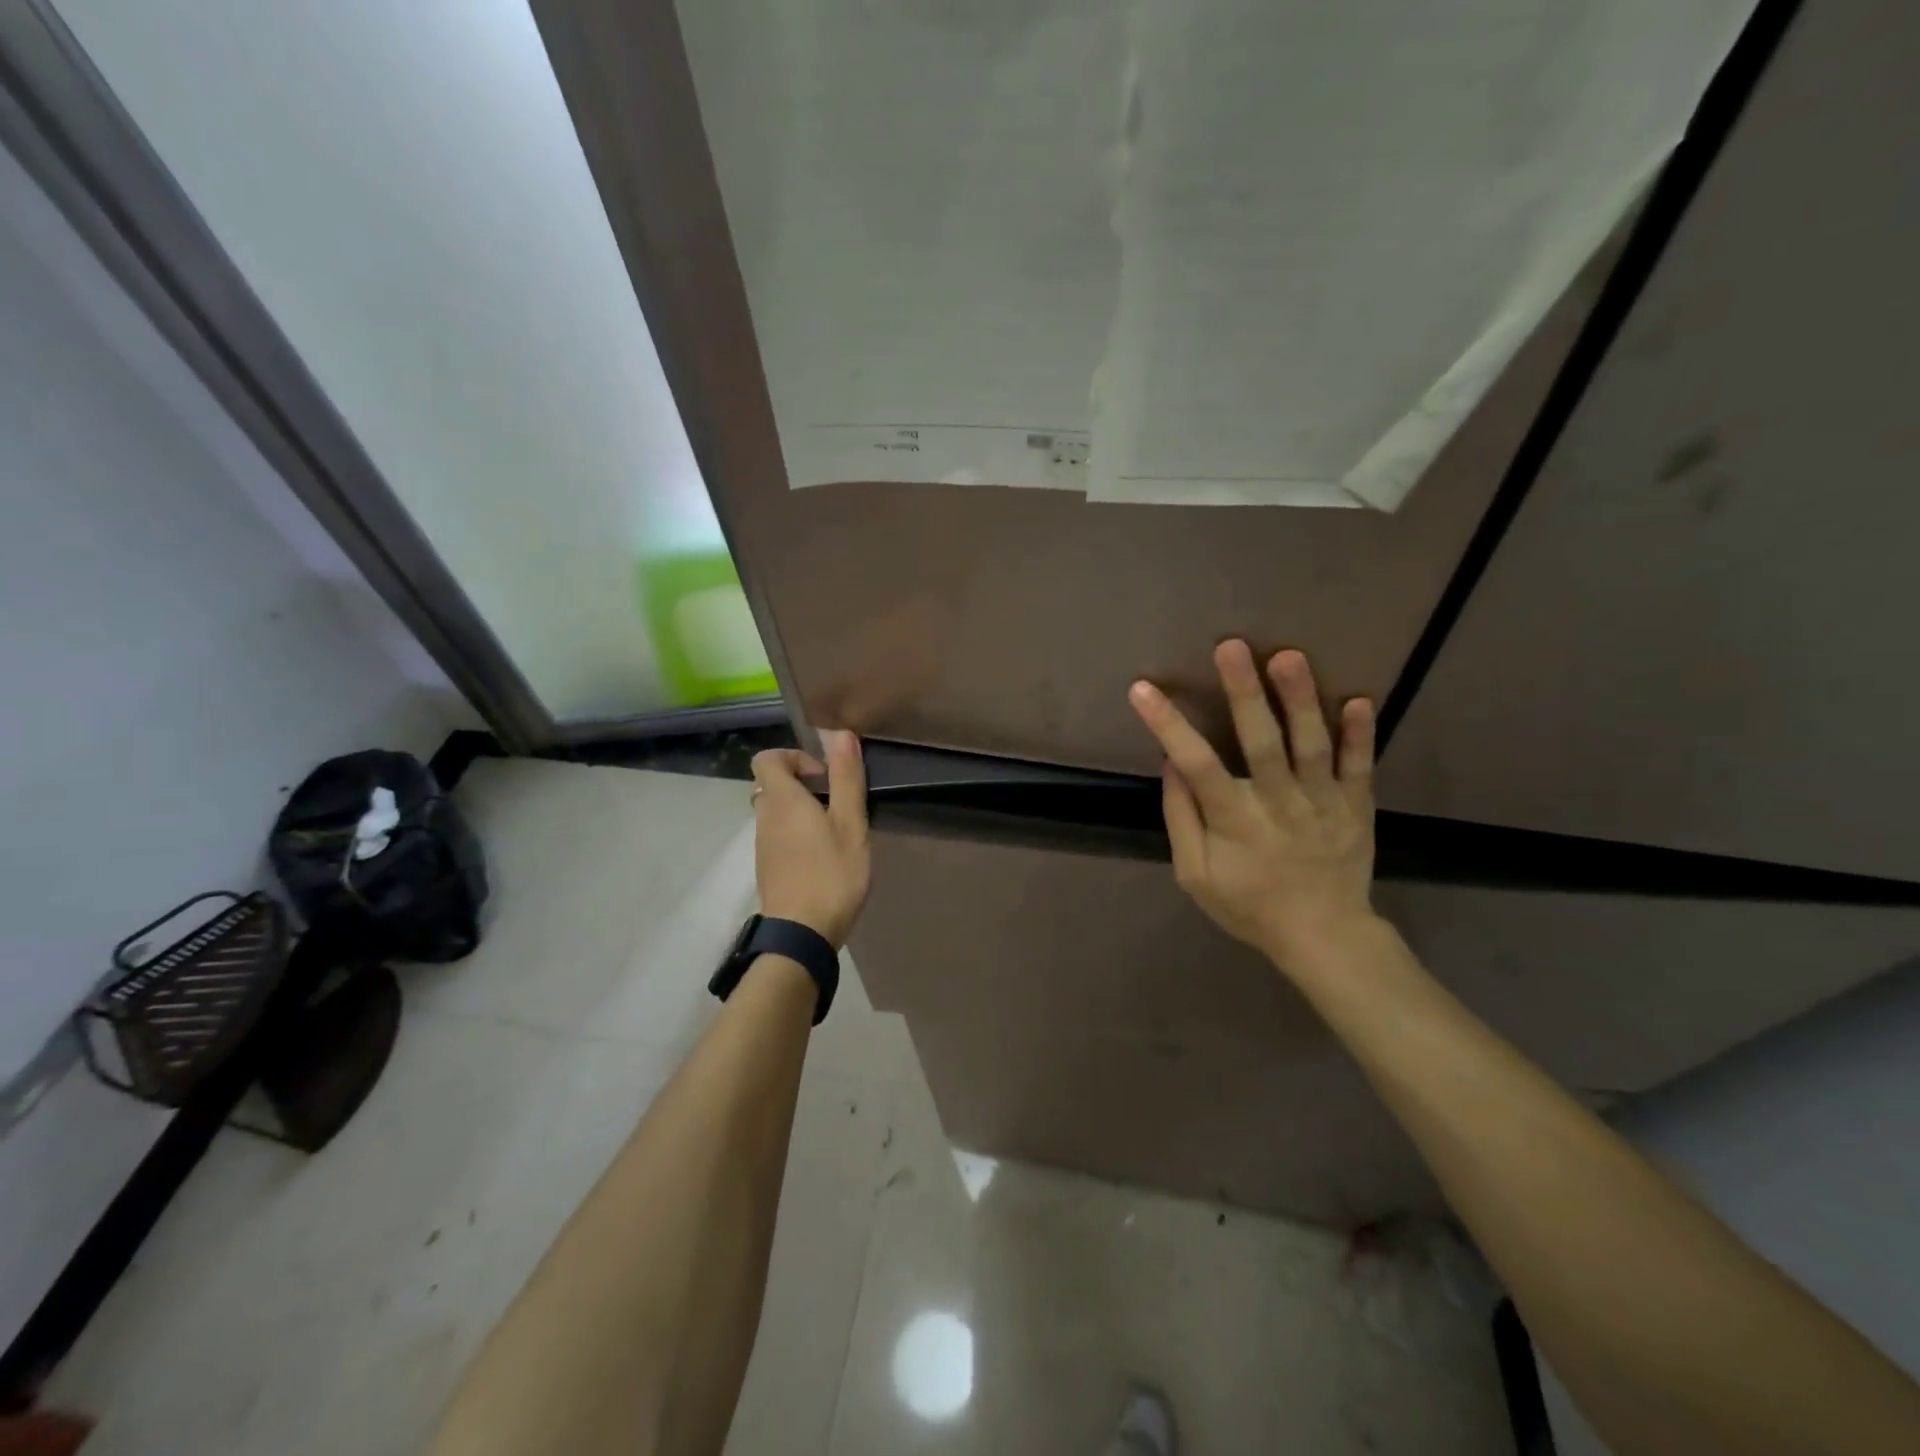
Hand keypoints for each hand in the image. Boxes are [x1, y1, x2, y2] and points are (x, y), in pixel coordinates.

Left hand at [750, 731, 870, 949]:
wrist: (801, 934)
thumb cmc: (831, 874)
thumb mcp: (850, 824)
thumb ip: (846, 779)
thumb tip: (842, 734)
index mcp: (781, 800)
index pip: (768, 758)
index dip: (795, 757)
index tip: (824, 776)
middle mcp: (764, 817)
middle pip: (772, 785)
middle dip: (802, 784)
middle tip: (835, 801)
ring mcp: (763, 845)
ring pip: (775, 812)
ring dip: (801, 810)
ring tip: (835, 830)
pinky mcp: (768, 868)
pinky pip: (778, 835)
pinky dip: (797, 834)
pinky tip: (824, 855)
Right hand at [1128, 641, 1378, 979]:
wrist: (1323, 936)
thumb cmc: (1249, 905)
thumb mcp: (1196, 876)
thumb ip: (1182, 820)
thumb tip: (1170, 764)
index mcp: (1235, 820)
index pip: (1196, 765)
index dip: (1167, 725)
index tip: (1142, 689)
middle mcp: (1278, 803)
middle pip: (1261, 742)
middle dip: (1244, 692)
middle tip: (1231, 646)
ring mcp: (1322, 803)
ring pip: (1312, 745)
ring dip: (1300, 699)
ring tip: (1288, 656)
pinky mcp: (1356, 807)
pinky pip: (1360, 767)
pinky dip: (1361, 734)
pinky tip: (1361, 699)